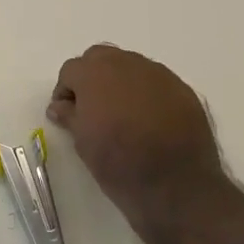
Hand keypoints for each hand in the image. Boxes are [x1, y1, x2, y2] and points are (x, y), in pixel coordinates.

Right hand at [48, 45, 232, 232]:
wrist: (177, 186)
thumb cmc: (119, 164)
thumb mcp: (83, 143)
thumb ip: (69, 115)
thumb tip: (60, 106)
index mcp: (95, 74)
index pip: (71, 70)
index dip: (66, 91)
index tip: (67, 113)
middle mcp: (126, 64)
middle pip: (100, 58)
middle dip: (92, 76)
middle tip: (93, 107)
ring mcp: (159, 74)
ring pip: (130, 66)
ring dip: (121, 82)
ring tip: (123, 113)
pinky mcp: (183, 89)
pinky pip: (156, 82)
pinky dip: (147, 93)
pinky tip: (150, 120)